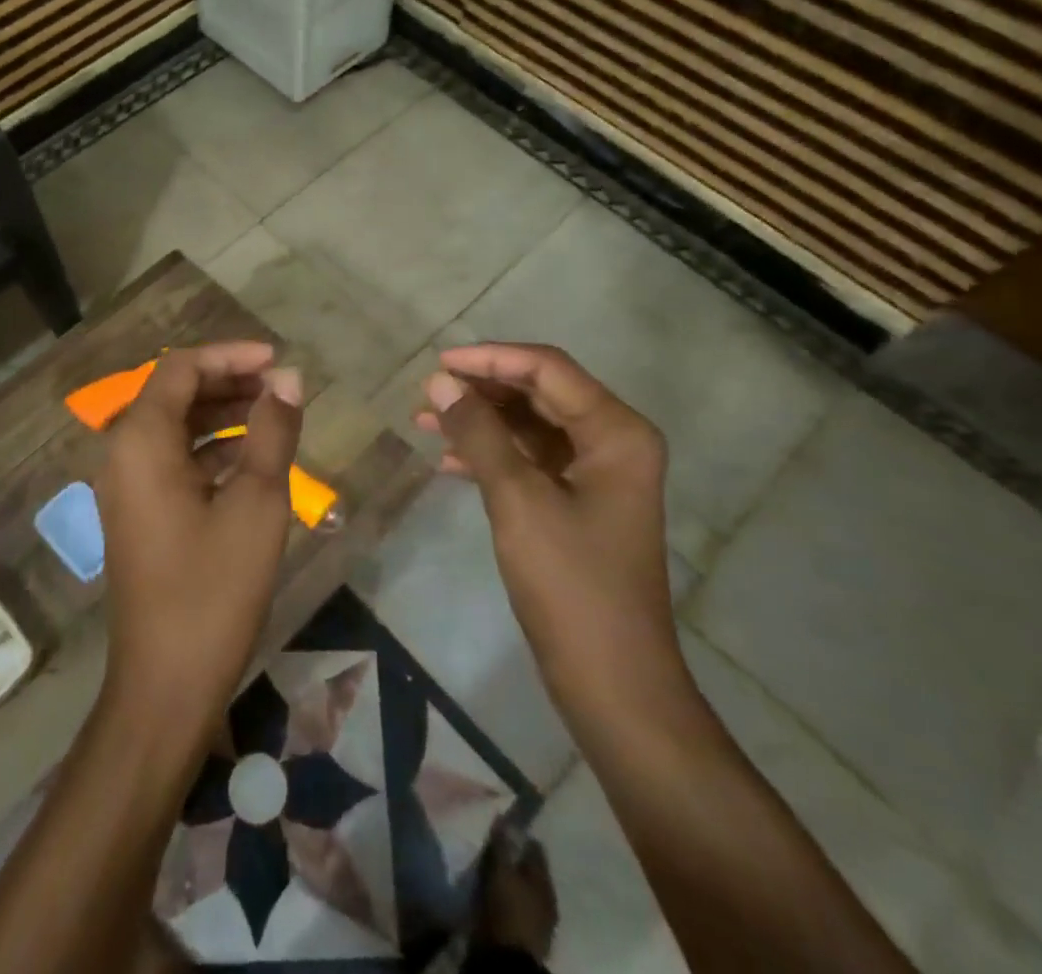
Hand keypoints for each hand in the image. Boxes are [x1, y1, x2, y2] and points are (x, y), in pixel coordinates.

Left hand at [93, 342, 302, 740]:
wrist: (166, 686)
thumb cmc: (213, 588)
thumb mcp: (256, 502)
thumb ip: (272, 431)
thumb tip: (290, 379)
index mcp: (141, 441)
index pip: (181, 368)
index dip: (231, 355)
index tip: (278, 361)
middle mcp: (123, 454)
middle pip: (175, 393)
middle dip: (228, 382)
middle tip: (281, 387)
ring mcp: (127, 487)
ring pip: (175, 427)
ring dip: (222, 414)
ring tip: (274, 416)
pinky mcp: (139, 514)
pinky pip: (173, 460)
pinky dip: (211, 449)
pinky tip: (251, 459)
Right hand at [418, 342, 685, 723]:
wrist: (613, 681)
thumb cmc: (571, 584)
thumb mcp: (517, 499)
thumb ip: (478, 433)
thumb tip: (439, 382)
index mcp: (616, 432)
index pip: (547, 369)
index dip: (490, 359)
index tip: (437, 364)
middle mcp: (612, 442)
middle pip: (539, 393)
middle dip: (482, 390)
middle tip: (427, 393)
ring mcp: (596, 474)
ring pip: (530, 426)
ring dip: (481, 422)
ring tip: (425, 421)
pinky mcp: (578, 503)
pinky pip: (530, 460)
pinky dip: (491, 455)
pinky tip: (448, 461)